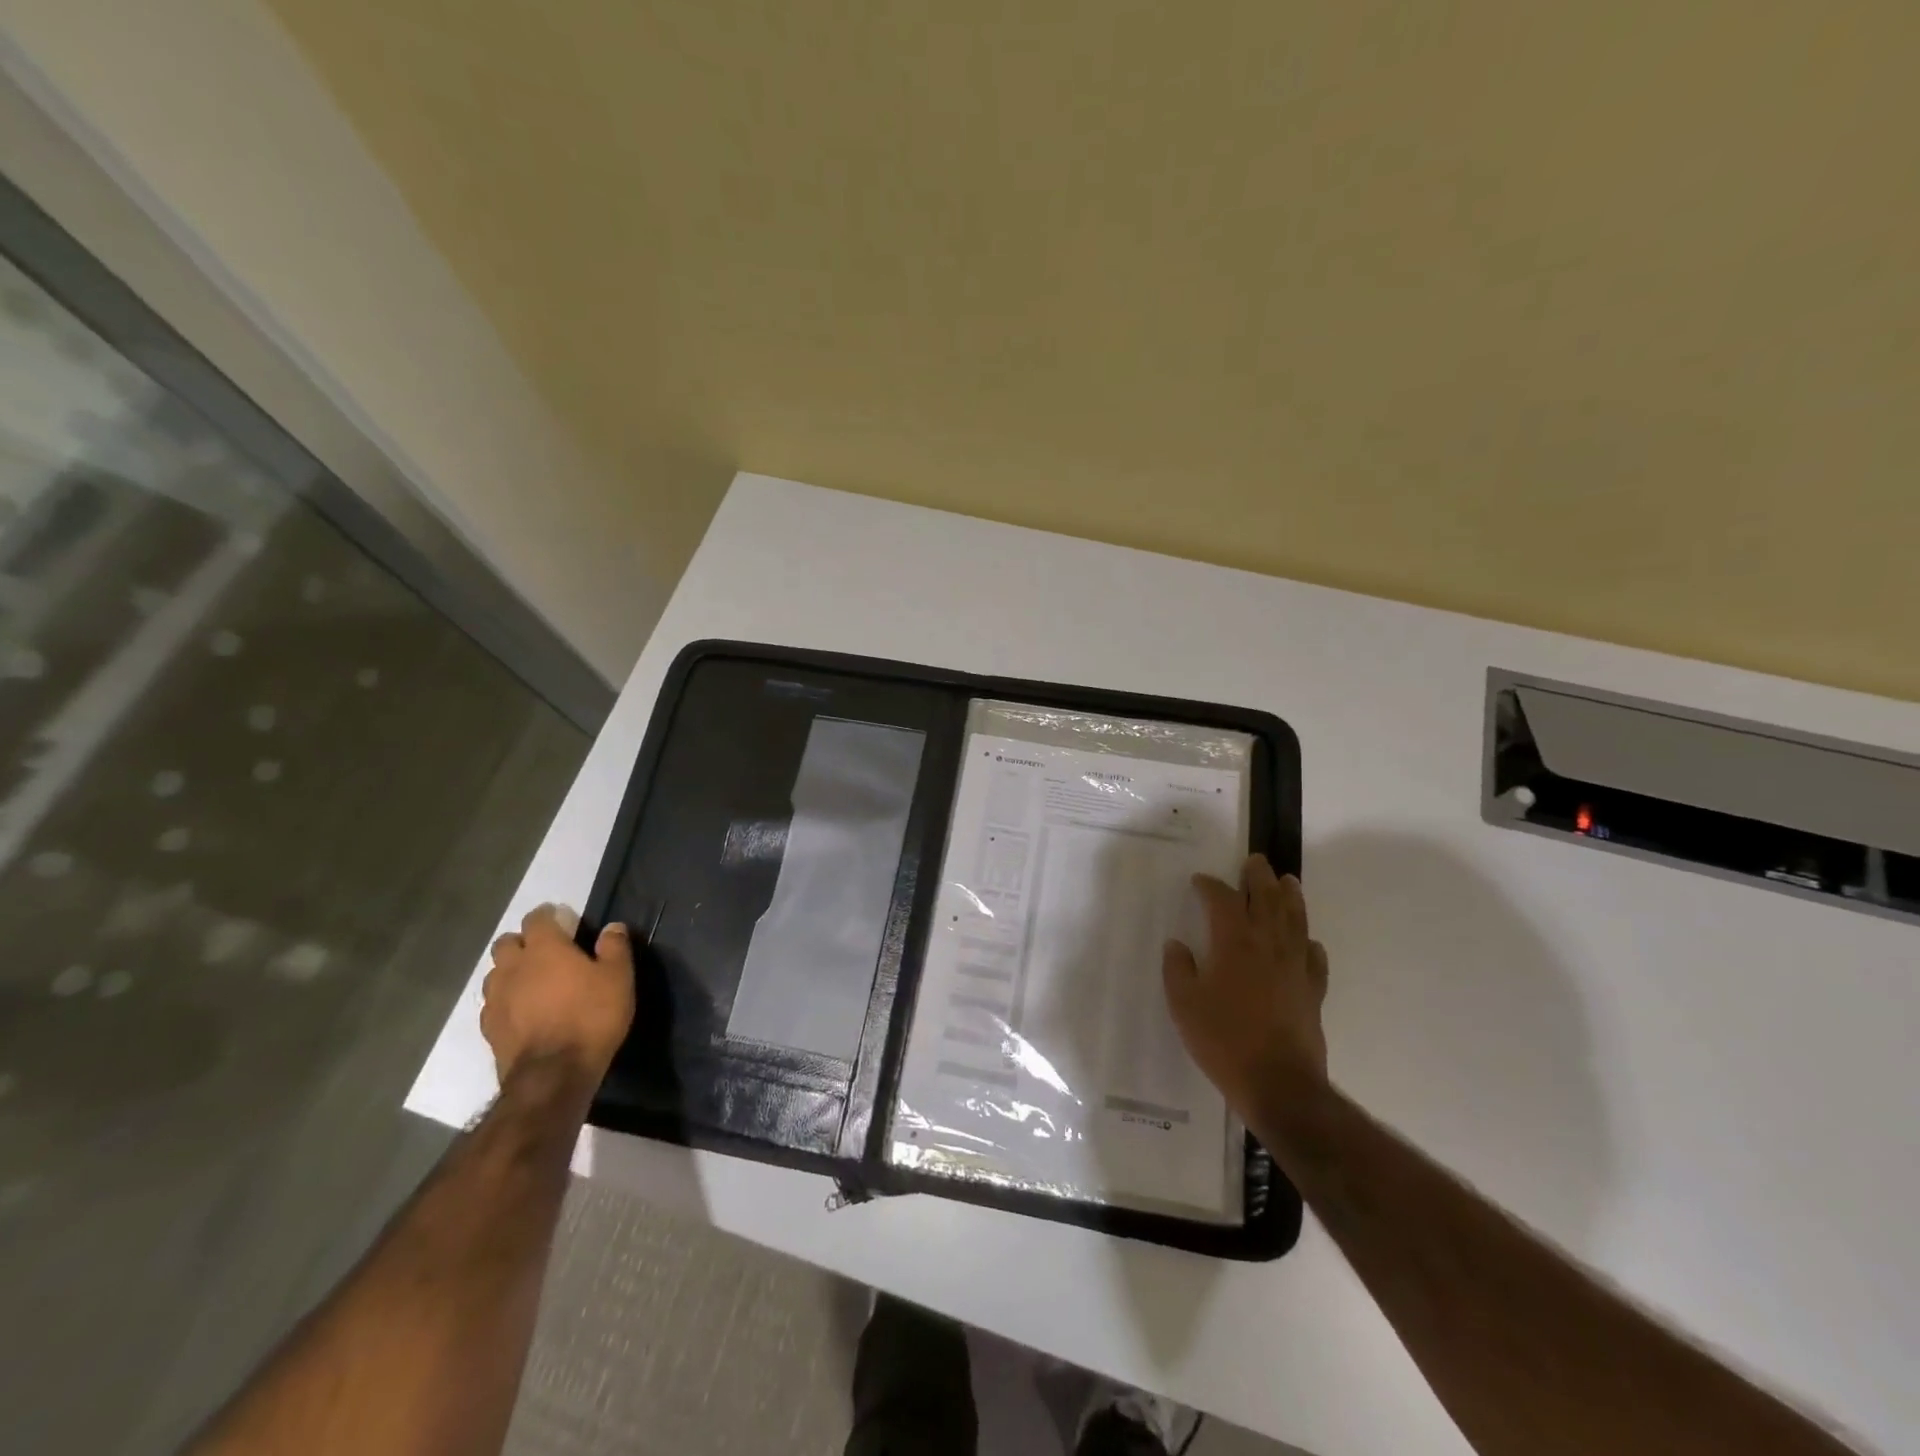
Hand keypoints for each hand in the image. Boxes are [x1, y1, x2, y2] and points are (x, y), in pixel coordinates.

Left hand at [481, 904, 634, 1085]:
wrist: (553, 1075)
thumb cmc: (591, 1017)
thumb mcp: (618, 978)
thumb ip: (614, 948)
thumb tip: (612, 927)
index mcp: (545, 949)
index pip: (536, 919)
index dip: (547, 915)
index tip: (560, 918)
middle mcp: (513, 967)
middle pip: (506, 943)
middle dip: (522, 941)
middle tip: (544, 950)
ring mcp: (496, 999)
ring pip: (494, 973)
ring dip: (509, 970)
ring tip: (530, 981)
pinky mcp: (489, 1028)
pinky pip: (492, 1003)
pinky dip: (505, 1000)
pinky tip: (520, 1010)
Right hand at [1162, 854, 1329, 1118]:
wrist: (1279, 1084)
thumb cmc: (1223, 1040)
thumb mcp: (1184, 1005)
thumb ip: (1178, 969)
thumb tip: (1177, 945)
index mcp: (1234, 942)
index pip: (1223, 900)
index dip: (1210, 886)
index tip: (1200, 881)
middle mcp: (1268, 945)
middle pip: (1267, 899)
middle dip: (1258, 877)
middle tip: (1254, 862)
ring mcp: (1295, 967)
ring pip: (1295, 921)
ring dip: (1290, 897)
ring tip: (1288, 881)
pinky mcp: (1313, 991)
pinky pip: (1314, 958)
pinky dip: (1309, 944)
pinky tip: (1308, 942)